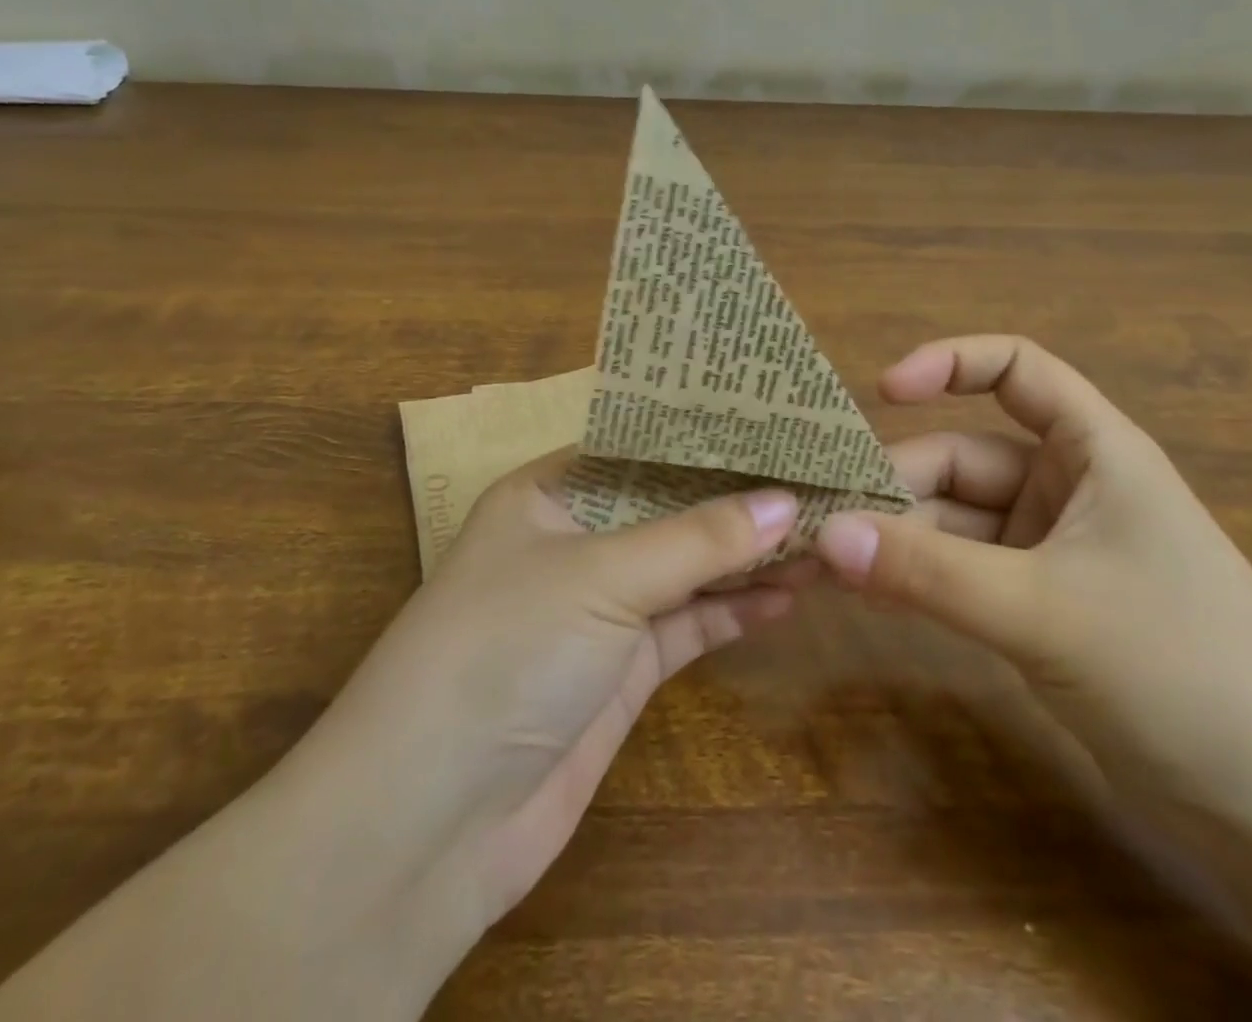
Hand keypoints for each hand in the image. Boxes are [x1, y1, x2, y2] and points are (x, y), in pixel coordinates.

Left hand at [276, 449, 811, 943]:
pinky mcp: (622, 669)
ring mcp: (600, 606)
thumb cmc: (503, 652)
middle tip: (819, 478)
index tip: (780, 424)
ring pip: (689, 566)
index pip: (645, 447)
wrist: (428, 825)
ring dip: (749, 555)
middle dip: (740, 498)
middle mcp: (576, 539)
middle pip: (673, 507)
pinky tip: (790, 593)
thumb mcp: (601, 576)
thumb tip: (786, 501)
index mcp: (552, 492)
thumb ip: (698, 539)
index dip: (710, 438)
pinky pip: (690, 623)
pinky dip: (735, 608)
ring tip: (823, 531)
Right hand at [818, 335, 1251, 857]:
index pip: (1016, 370)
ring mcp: (1051, 553)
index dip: (947, 363)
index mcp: (1094, 452)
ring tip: (820, 562)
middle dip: (892, 486)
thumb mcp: (1042, 610)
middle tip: (818, 518)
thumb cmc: (1184, 671)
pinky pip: (960, 573)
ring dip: (893, 539)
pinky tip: (863, 594)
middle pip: (962, 459)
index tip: (879, 391)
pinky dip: (915, 579)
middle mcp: (1069, 490)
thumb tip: (824, 535)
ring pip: (953, 522)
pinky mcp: (1038, 610)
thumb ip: (928, 570)